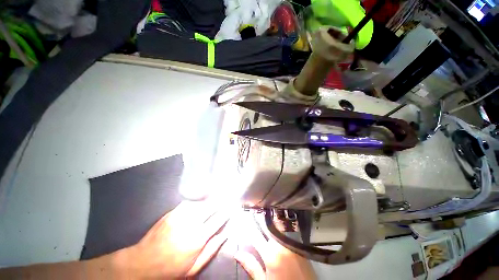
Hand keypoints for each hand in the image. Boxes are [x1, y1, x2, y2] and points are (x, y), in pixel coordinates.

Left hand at [118, 201, 229, 278]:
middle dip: (220, 203)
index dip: (227, 212)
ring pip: (201, 203)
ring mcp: (181, 215)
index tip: (232, 207)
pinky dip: (197, 203)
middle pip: (211, 206)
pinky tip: (199, 206)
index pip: (218, 219)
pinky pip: (190, 203)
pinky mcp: (172, 212)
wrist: (142, 263)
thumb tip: (225, 234)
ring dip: (209, 202)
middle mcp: (191, 223)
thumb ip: (212, 250)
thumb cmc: (170, 269)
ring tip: (214, 203)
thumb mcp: (194, 268)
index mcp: (198, 238)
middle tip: (226, 201)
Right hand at [234, 214, 315, 279]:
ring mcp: (291, 242)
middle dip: (259, 222)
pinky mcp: (298, 243)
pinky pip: (286, 231)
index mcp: (271, 254)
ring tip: (264, 223)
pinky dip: (279, 229)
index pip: (255, 235)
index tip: (243, 222)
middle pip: (267, 227)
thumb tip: (237, 253)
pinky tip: (276, 231)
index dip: (247, 228)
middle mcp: (281, 244)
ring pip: (276, 227)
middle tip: (254, 218)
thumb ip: (251, 266)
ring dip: (269, 224)